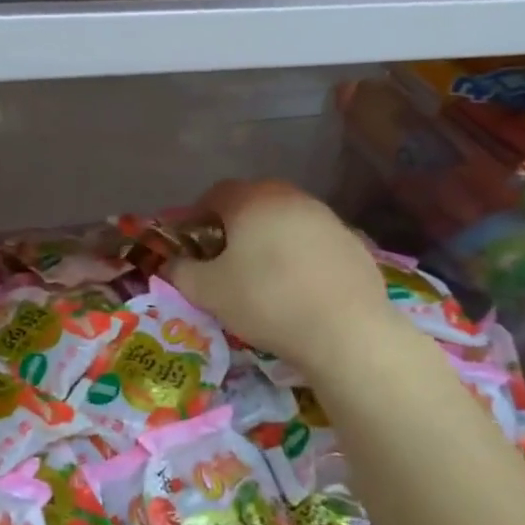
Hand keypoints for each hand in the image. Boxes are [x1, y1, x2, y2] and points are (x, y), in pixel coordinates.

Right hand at [167, 180, 395, 375]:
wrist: (346, 331)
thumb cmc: (266, 301)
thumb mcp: (207, 291)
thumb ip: (181, 271)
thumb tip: (171, 263)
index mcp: (251, 201)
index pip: (215, 194)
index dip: (197, 216)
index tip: (191, 243)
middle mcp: (290, 198)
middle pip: (252, 202)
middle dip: (234, 225)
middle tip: (224, 258)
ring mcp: (326, 217)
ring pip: (285, 220)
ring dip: (269, 239)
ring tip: (263, 274)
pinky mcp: (353, 242)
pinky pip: (313, 241)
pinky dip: (299, 255)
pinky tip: (298, 287)